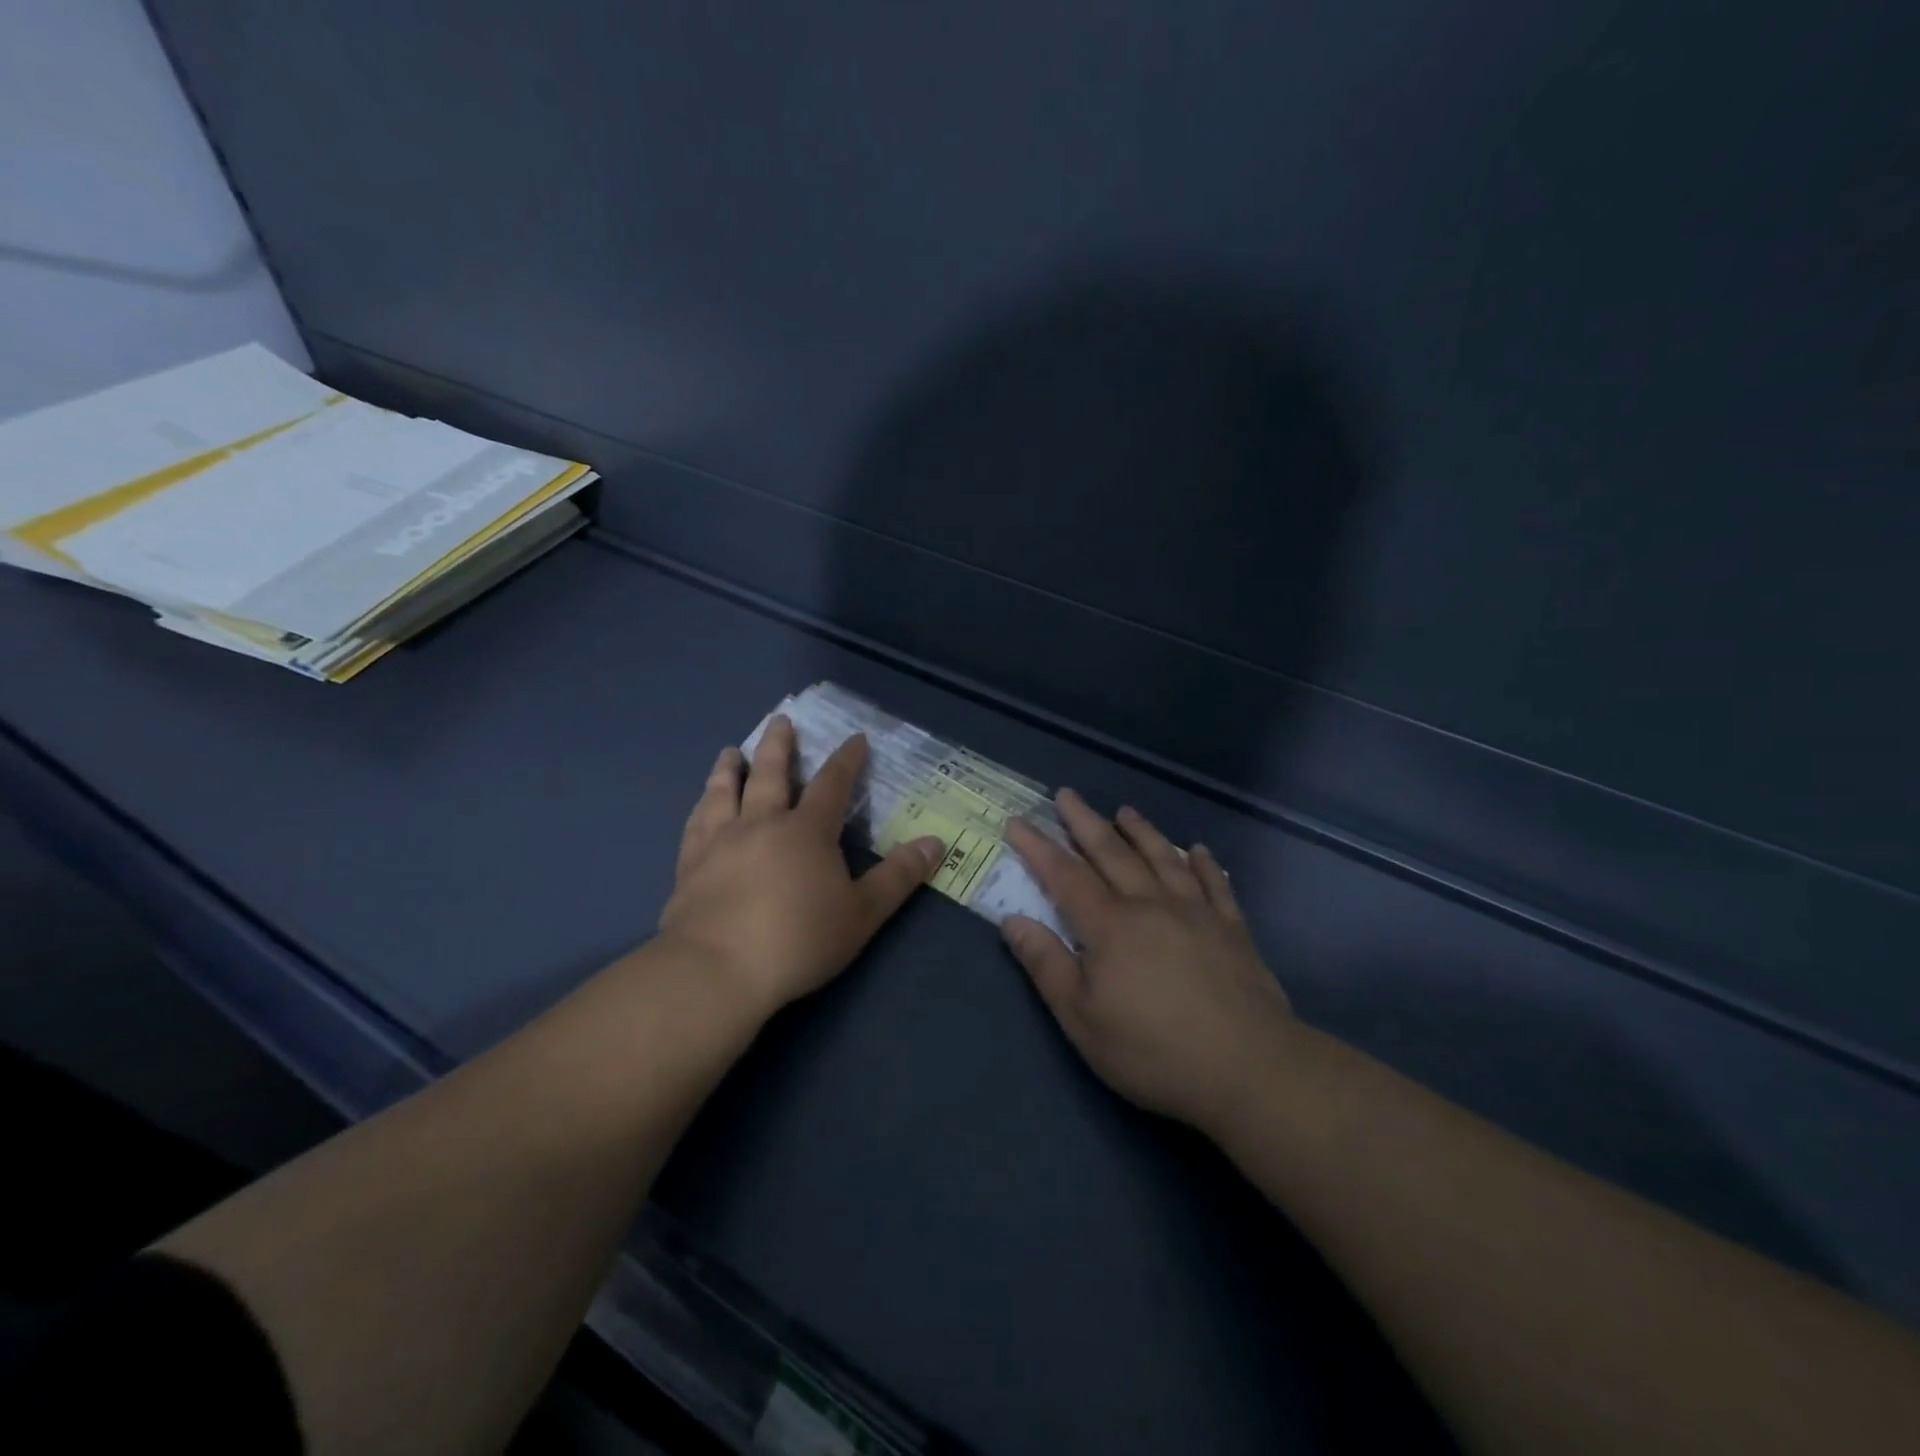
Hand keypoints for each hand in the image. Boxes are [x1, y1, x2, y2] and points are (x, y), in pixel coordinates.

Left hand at [657, 716, 944, 1017]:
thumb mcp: (862, 913)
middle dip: (779, 745)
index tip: (856, 738)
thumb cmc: (799, 940)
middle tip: (780, 720)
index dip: (847, 760)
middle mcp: (762, 823)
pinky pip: (696, 823)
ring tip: (732, 751)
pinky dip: (701, 806)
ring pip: (725, 791)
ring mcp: (720, 841)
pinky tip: (700, 804)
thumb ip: (898, 876)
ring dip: (731, 768)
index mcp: (806, 831)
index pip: (832, 784)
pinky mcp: (690, 864)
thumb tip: (935, 842)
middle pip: (771, 773)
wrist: (718, 970)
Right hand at [1003, 790, 1296, 1131]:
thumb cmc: (1154, 1050)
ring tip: (1125, 811)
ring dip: (1141, 831)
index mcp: (1109, 926)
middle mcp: (1150, 904)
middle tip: (1067, 795)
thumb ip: (1046, 965)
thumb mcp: (1082, 1019)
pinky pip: (1215, 883)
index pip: (1064, 875)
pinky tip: (1199, 850)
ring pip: (1163, 857)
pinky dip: (1204, 862)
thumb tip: (1012, 921)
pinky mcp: (1232, 928)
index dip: (1039, 847)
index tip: (1017, 822)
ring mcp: (1196, 912)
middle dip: (1085, 822)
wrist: (1249, 1067)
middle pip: (1112, 853)